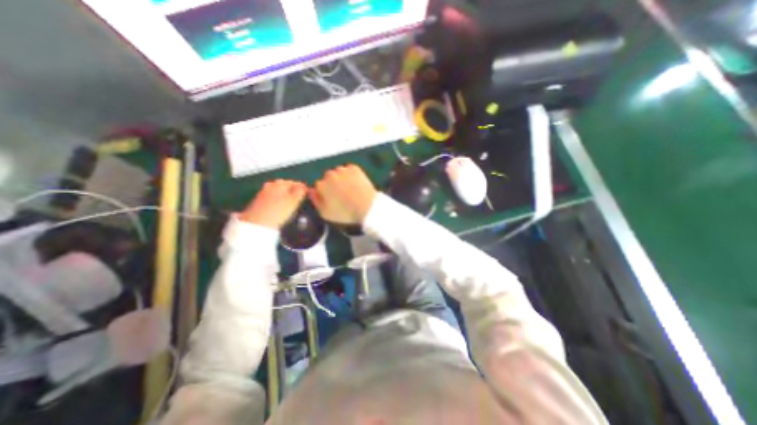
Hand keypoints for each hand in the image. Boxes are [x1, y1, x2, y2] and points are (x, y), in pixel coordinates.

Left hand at [237, 181, 304, 230]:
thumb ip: (300, 191)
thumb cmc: (278, 211)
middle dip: (293, 191)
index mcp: (280, 183)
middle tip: (300, 198)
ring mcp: (263, 193)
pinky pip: (272, 198)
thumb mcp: (294, 201)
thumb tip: (304, 186)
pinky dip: (278, 201)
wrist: (256, 224)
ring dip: (285, 196)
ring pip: (278, 192)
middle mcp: (270, 185)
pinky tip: (281, 208)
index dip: (303, 188)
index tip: (308, 193)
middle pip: (285, 186)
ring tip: (291, 204)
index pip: (295, 182)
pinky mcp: (258, 202)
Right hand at [309, 162, 376, 225]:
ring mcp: (343, 170)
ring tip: (350, 190)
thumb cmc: (346, 213)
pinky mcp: (354, 168)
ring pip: (339, 172)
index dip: (325, 193)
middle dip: (333, 184)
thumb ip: (315, 200)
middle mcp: (330, 174)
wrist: (367, 207)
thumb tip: (310, 191)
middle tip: (342, 194)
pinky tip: (355, 184)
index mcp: (321, 185)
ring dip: (342, 178)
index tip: (332, 198)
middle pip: (328, 178)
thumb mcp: (326, 213)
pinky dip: (351, 175)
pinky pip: (349, 170)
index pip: (319, 185)